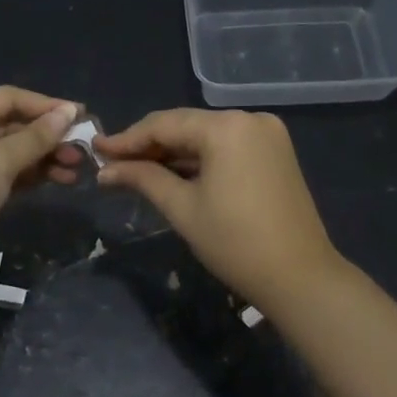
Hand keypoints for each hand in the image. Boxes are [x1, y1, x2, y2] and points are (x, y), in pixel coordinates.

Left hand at [0, 87, 81, 289]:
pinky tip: (56, 181)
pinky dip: (28, 176)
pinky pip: (3, 174)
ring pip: (8, 152)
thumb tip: (68, 111)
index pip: (6, 98)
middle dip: (46, 136)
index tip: (81, 115)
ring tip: (75, 170)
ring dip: (42, 158)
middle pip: (8, 124)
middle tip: (81, 149)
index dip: (44, 105)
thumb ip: (34, 137)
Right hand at [96, 109, 344, 311]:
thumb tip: (105, 171)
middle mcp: (249, 119)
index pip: (165, 124)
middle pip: (186, 126)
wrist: (300, 277)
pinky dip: (199, 160)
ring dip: (172, 153)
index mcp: (227, 127)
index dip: (127, 139)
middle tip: (111, 162)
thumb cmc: (235, 243)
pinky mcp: (275, 152)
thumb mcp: (182, 208)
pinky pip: (226, 147)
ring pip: (206, 136)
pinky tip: (172, 173)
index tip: (97, 150)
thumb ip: (143, 179)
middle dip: (148, 145)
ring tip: (134, 170)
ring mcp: (267, 134)